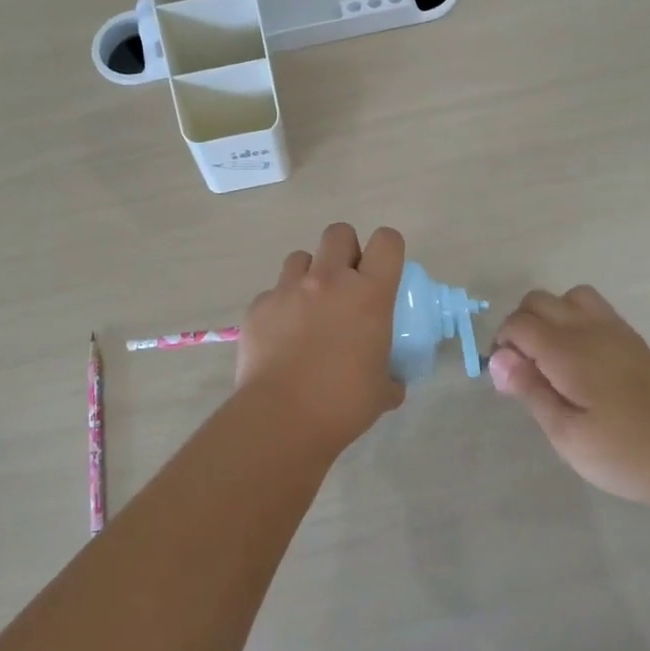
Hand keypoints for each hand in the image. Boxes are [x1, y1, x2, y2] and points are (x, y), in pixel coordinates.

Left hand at [235, 223, 406, 450]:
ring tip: (308, 307)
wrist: (282, 417)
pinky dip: (280, 307)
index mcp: (369, 294)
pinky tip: (280, 336)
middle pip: (339, 233)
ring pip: (300, 257)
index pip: (387, 241)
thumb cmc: (343, 404)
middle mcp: (328, 280)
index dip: (387, 249)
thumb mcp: (383, 391)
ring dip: (309, 274)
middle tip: (345, 284)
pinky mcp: (258, 306)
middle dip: (345, 250)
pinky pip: (272, 293)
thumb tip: (391, 382)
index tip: (384, 270)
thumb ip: (391, 377)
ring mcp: (288, 289)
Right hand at [489, 286, 649, 504]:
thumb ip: (531, 391)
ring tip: (551, 359)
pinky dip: (575, 322)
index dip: (502, 345)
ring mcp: (616, 331)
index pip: (519, 323)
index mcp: (568, 351)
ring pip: (569, 298)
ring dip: (550, 318)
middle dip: (520, 326)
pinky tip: (580, 362)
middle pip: (539, 300)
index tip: (508, 380)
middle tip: (526, 371)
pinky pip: (594, 310)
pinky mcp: (634, 342)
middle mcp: (590, 329)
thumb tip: (498, 358)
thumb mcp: (567, 435)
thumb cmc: (627, 453)